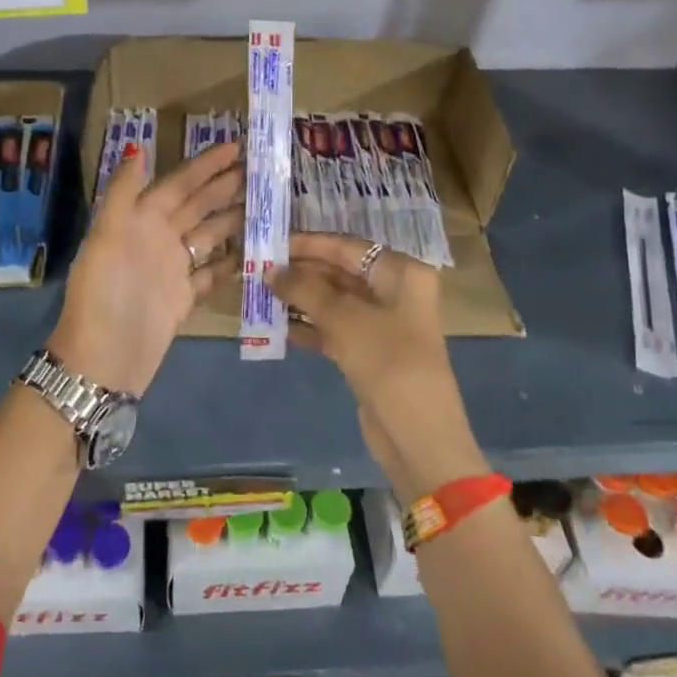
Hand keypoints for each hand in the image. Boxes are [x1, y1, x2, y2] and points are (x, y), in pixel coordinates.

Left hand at [49, 142, 241, 395]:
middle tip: (259, 170)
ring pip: (208, 235)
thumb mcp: (106, 237)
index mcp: (139, 220)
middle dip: (224, 186)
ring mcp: (172, 269)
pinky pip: (212, 272)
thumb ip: (123, 192)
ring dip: (233, 219)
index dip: (204, 165)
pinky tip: (255, 250)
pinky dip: (231, 261)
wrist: (104, 359)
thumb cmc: (105, 293)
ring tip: (265, 205)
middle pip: (196, 206)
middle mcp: (157, 239)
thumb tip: (138, 147)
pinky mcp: (184, 298)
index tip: (234, 146)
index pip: (178, 184)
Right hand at [272, 234, 485, 502]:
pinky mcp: (370, 353)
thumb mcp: (343, 318)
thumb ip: (305, 289)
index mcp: (400, 272)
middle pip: (340, 272)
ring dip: (300, 300)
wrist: (417, 434)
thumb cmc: (386, 360)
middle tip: (258, 270)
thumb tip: (270, 270)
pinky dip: (309, 327)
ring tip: (260, 295)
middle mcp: (394, 292)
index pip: (347, 247)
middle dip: (301, 273)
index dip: (308, 244)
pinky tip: (278, 327)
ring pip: (334, 302)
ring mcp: (383, 324)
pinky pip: (334, 329)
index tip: (270, 242)